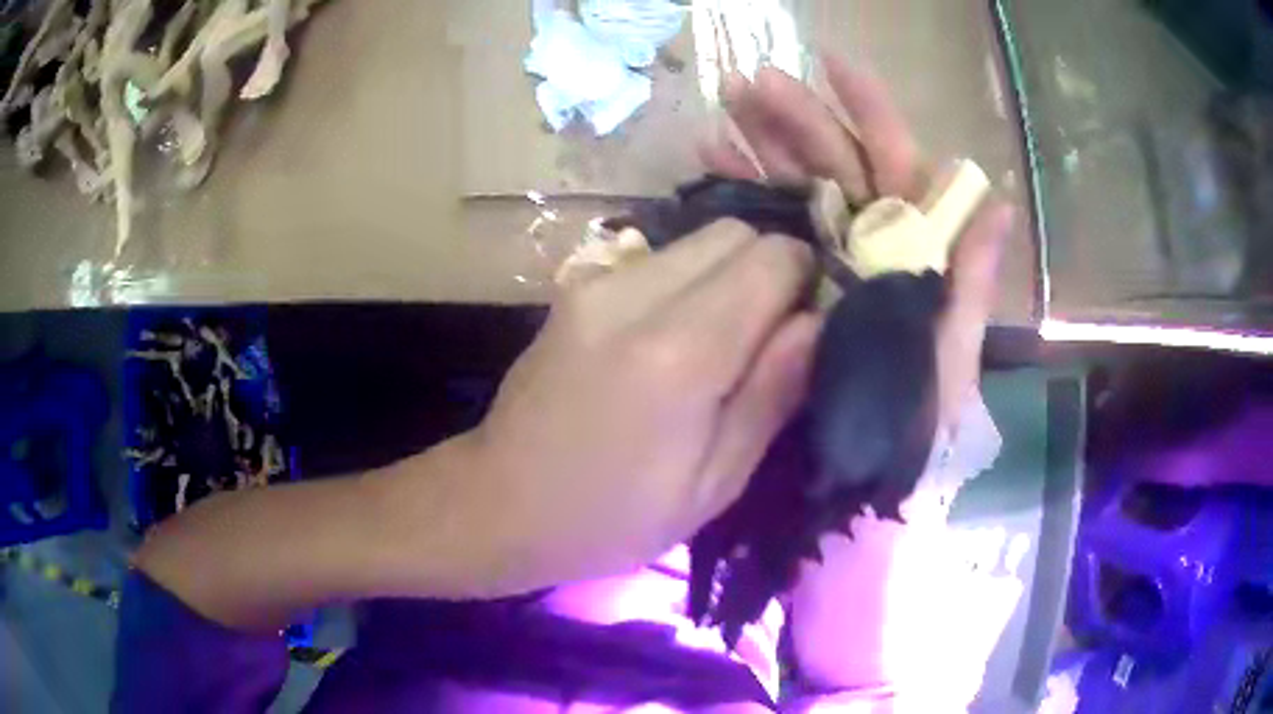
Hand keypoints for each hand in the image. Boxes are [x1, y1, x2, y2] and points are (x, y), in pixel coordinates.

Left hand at [460, 219, 819, 595]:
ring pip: (698, 239)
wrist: (499, 502)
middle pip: (736, 232)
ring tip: (719, 343)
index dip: (806, 283)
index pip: (774, 258)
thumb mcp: (714, 482)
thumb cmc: (612, 518)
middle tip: (767, 338)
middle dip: (769, 270)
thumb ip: (773, 391)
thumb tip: (819, 320)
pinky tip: (671, 339)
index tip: (804, 331)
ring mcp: (597, 282)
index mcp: (679, 352)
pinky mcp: (577, 286)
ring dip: (728, 276)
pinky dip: (688, 282)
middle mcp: (635, 293)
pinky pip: (659, 259)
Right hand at [701, 56, 1014, 429]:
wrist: (858, 499)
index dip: (869, 111)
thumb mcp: (951, 364)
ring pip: (794, 188)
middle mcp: (871, 249)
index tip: (831, 64)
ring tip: (718, 111)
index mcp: (914, 255)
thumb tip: (996, 201)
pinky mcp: (787, 293)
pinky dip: (736, 193)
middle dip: (795, 118)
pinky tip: (706, 163)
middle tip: (745, 82)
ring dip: (759, 145)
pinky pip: (762, 230)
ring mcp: (825, 267)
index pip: (896, 166)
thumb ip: (971, 288)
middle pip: (835, 165)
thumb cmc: (915, 436)